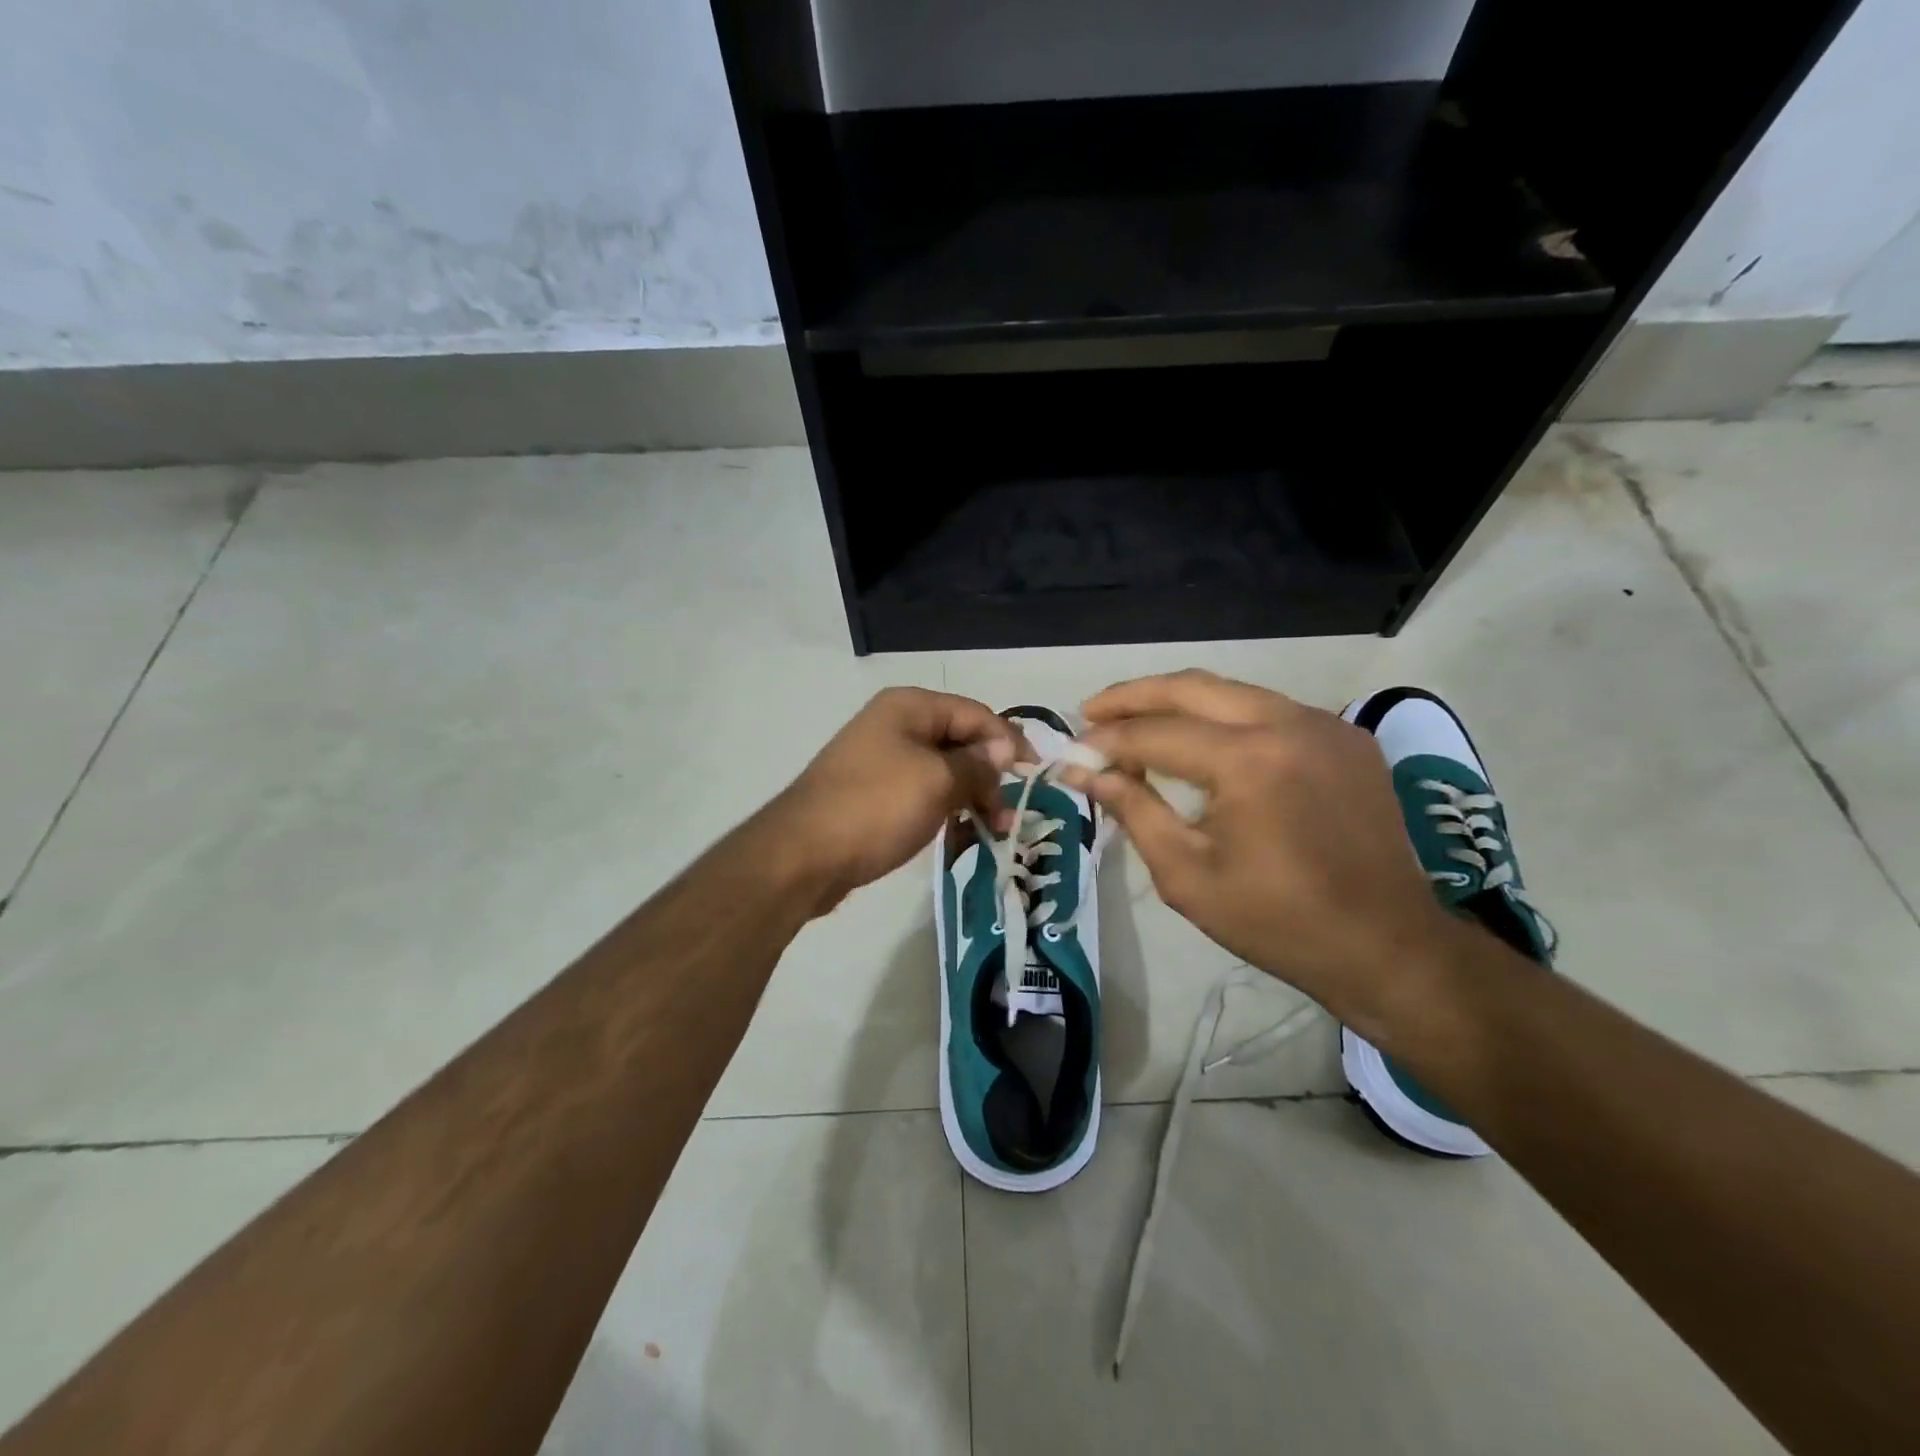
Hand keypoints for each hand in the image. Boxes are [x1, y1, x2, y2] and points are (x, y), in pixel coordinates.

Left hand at [765, 688, 1031, 914]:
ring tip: (989, 833)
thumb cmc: (876, 807)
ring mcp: (881, 761)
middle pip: (960, 743)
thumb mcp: (938, 782)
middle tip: (1007, 818)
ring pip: (943, 773)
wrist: (802, 856)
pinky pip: (922, 795)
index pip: (975, 714)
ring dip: (970, 799)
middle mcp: (895, 725)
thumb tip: (1006, 748)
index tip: (1035, 775)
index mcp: (910, 707)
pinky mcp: (873, 795)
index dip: (1009, 742)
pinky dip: (944, 812)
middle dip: (989, 777)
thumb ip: (978, 763)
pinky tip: (958, 839)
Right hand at [1063, 670, 1449, 1027]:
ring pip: (1233, 692)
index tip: (1071, 752)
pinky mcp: (1347, 737)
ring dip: (1178, 702)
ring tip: (1135, 722)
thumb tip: (1085, 772)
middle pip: (1193, 687)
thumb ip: (1135, 810)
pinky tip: (1200, 741)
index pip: (1157, 733)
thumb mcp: (1188, 874)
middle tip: (1092, 711)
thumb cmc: (1278, 922)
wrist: (1388, 946)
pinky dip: (1224, 717)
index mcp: (1250, 760)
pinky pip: (1269, 710)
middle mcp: (1289, 723)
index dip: (1107, 742)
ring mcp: (1325, 725)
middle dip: (1134, 695)